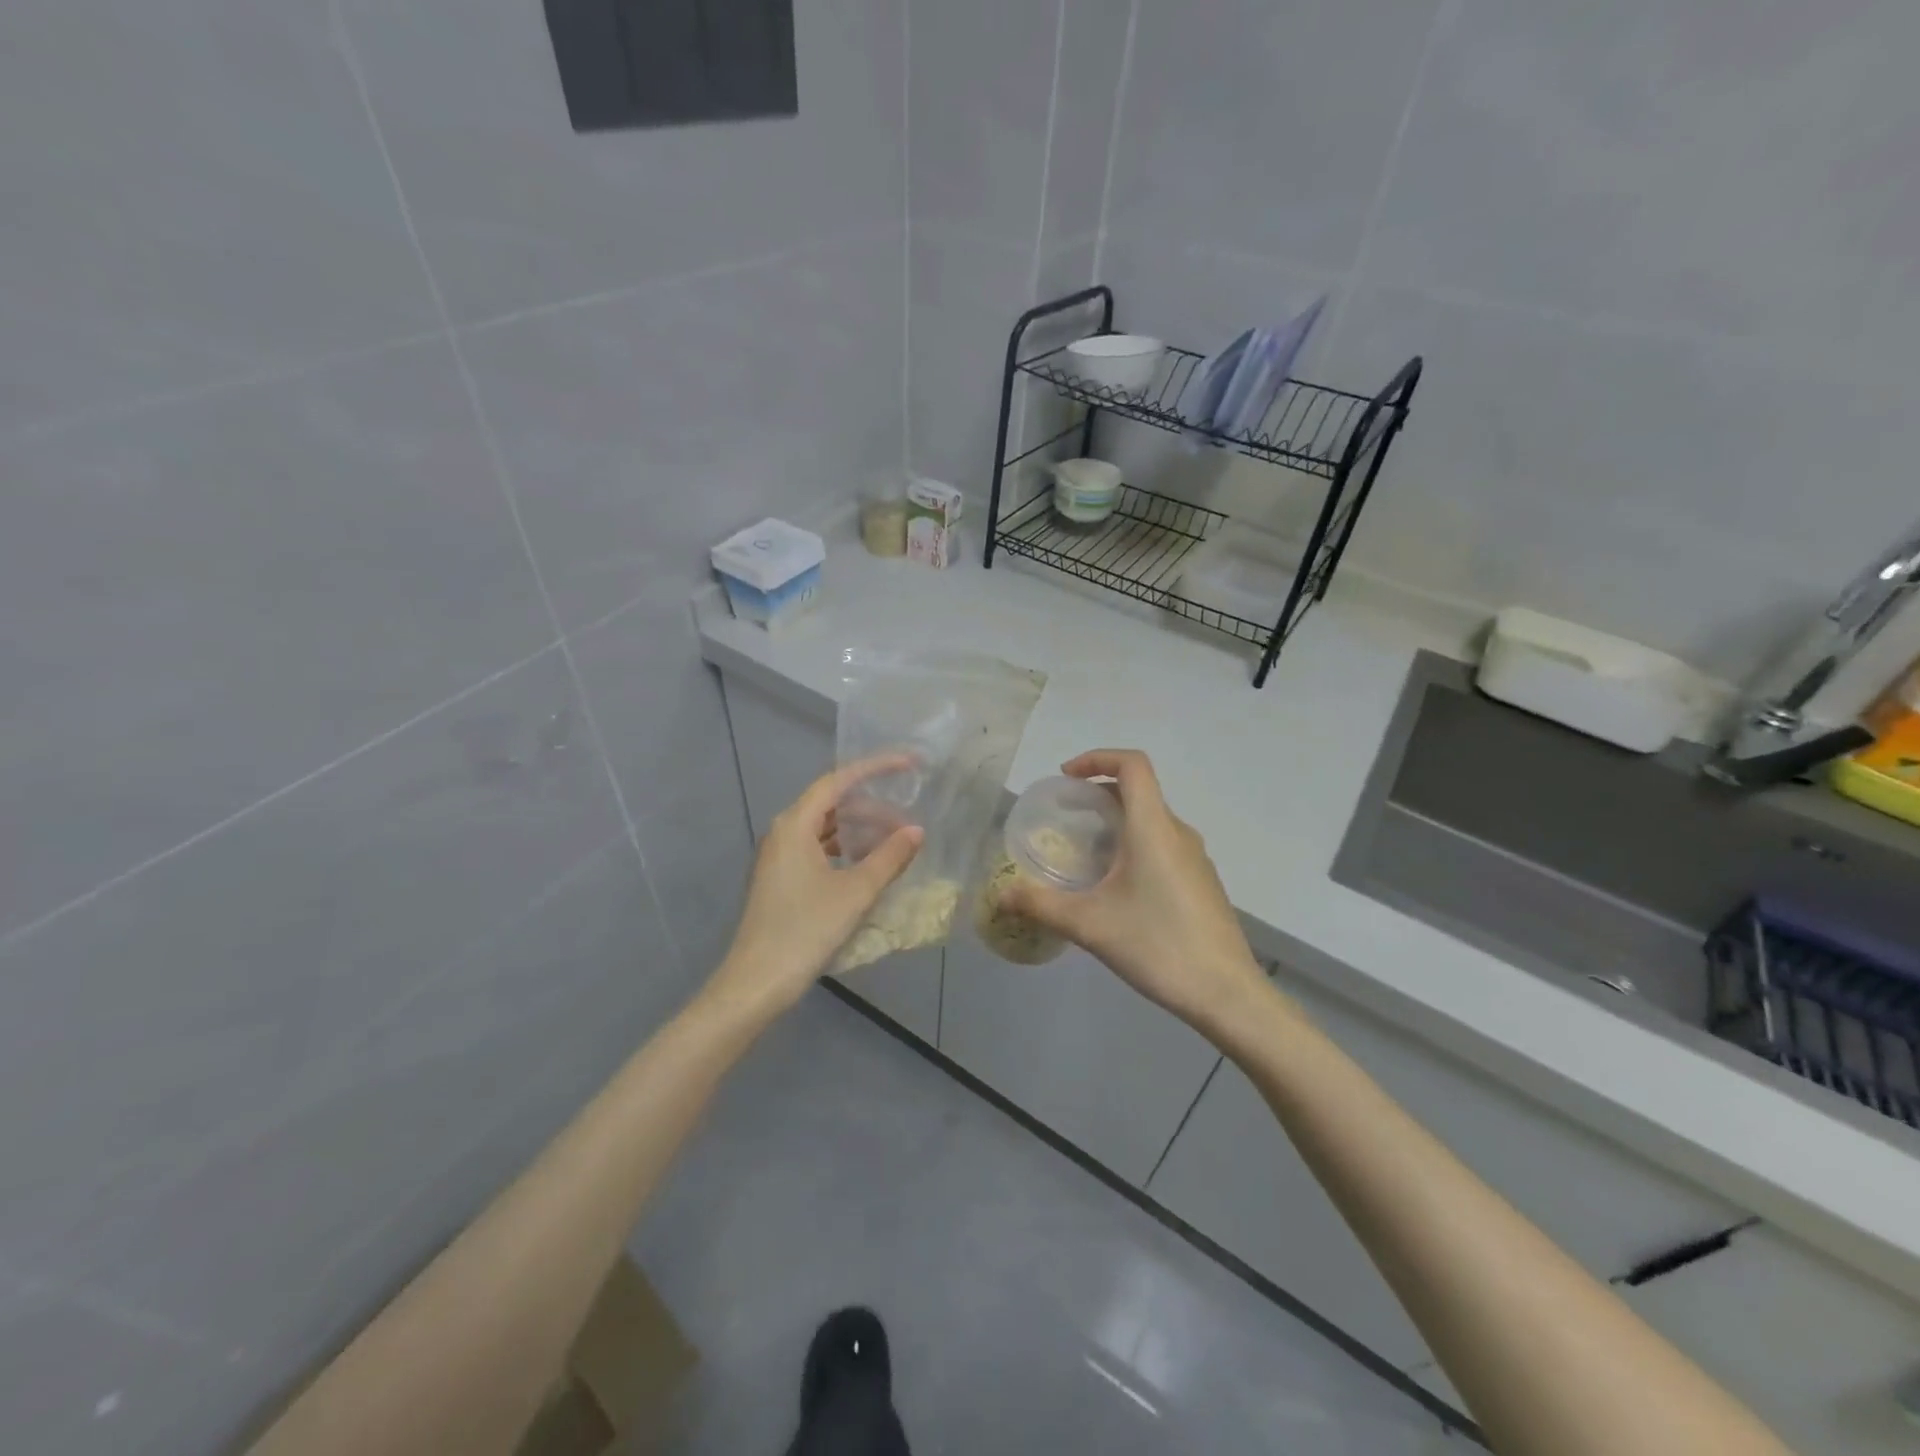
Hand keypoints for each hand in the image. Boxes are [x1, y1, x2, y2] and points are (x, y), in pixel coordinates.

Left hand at [706, 756, 923, 1019]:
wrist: (756, 982)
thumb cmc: (805, 930)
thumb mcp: (855, 892)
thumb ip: (889, 857)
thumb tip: (916, 831)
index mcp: (795, 824)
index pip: (838, 780)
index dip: (875, 768)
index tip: (908, 765)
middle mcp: (783, 832)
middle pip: (832, 804)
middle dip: (873, 808)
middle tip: (908, 822)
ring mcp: (779, 856)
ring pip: (826, 829)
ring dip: (860, 831)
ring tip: (894, 844)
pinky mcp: (780, 878)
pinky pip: (818, 849)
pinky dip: (845, 850)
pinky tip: (868, 866)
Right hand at [999, 749, 1269, 1034]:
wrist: (1226, 994)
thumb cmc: (1156, 946)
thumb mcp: (1089, 925)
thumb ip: (1040, 905)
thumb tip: (1001, 896)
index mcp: (1153, 828)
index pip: (1132, 765)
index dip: (1097, 758)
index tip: (1066, 778)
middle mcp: (1178, 833)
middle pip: (1139, 791)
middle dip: (1097, 794)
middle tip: (1065, 818)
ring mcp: (1195, 858)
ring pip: (1151, 820)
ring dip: (1116, 823)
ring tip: (1084, 855)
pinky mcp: (1201, 882)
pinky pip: (1163, 845)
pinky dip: (1134, 846)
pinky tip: (1116, 888)